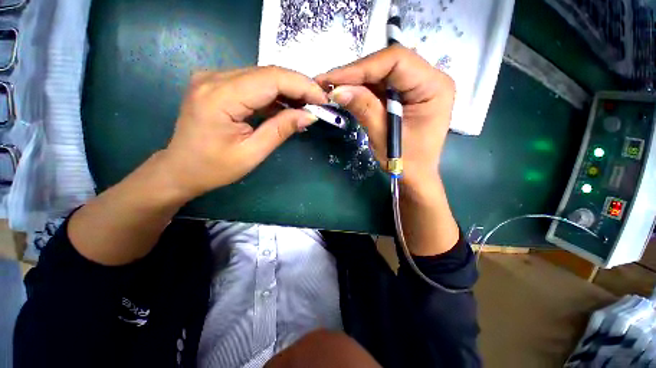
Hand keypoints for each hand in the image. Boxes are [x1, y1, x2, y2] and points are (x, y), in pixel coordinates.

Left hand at [161, 66, 327, 198]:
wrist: (181, 169)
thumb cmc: (214, 168)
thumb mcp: (252, 153)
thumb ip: (281, 129)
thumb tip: (309, 115)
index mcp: (220, 97)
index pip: (271, 79)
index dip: (302, 86)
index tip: (322, 99)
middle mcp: (214, 78)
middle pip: (267, 73)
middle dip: (298, 87)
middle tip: (317, 104)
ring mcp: (213, 78)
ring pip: (261, 76)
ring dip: (287, 91)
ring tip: (305, 108)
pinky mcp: (216, 84)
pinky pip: (252, 83)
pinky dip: (273, 95)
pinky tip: (286, 108)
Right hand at [317, 45, 458, 255]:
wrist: (415, 183)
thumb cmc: (408, 167)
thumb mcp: (385, 139)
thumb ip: (365, 109)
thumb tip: (338, 89)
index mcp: (436, 87)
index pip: (394, 62)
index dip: (360, 68)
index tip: (332, 80)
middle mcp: (431, 80)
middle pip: (387, 64)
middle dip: (354, 73)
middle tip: (325, 84)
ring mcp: (418, 88)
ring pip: (381, 73)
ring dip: (355, 81)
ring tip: (330, 89)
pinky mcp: (406, 97)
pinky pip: (381, 85)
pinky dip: (361, 89)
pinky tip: (346, 96)